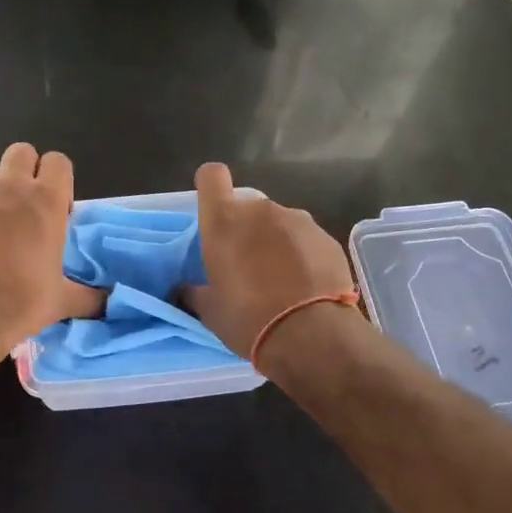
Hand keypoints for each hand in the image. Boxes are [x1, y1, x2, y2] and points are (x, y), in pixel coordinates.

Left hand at [0, 143, 104, 348]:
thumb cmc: (23, 301)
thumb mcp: (63, 300)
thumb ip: (90, 296)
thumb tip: (111, 301)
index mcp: (46, 200)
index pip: (58, 161)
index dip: (57, 179)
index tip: (54, 208)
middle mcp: (9, 186)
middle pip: (20, 151)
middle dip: (22, 170)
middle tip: (20, 204)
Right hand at [185, 162, 354, 357]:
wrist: (312, 336)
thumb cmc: (248, 318)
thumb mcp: (210, 310)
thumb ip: (194, 291)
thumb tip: (185, 289)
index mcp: (224, 220)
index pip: (211, 176)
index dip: (211, 187)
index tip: (214, 212)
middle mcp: (260, 210)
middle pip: (247, 207)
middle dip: (246, 230)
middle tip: (247, 267)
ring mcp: (298, 221)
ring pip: (279, 224)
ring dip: (276, 243)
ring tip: (282, 282)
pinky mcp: (327, 238)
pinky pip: (306, 240)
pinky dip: (303, 256)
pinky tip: (306, 287)